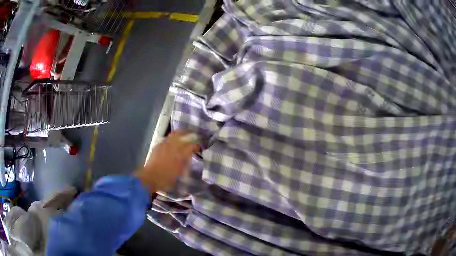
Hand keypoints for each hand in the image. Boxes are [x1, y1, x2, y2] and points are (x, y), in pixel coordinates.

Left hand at [135, 130, 199, 193]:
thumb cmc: (167, 178)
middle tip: (193, 133)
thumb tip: (189, 156)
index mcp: (180, 153)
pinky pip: (167, 139)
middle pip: (181, 134)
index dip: (197, 145)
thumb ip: (185, 162)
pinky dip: (171, 139)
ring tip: (183, 135)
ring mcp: (164, 144)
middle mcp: (172, 145)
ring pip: (173, 134)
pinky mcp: (158, 146)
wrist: (151, 177)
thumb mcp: (180, 172)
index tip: (200, 147)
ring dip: (179, 133)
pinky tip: (172, 142)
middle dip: (188, 132)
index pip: (192, 145)